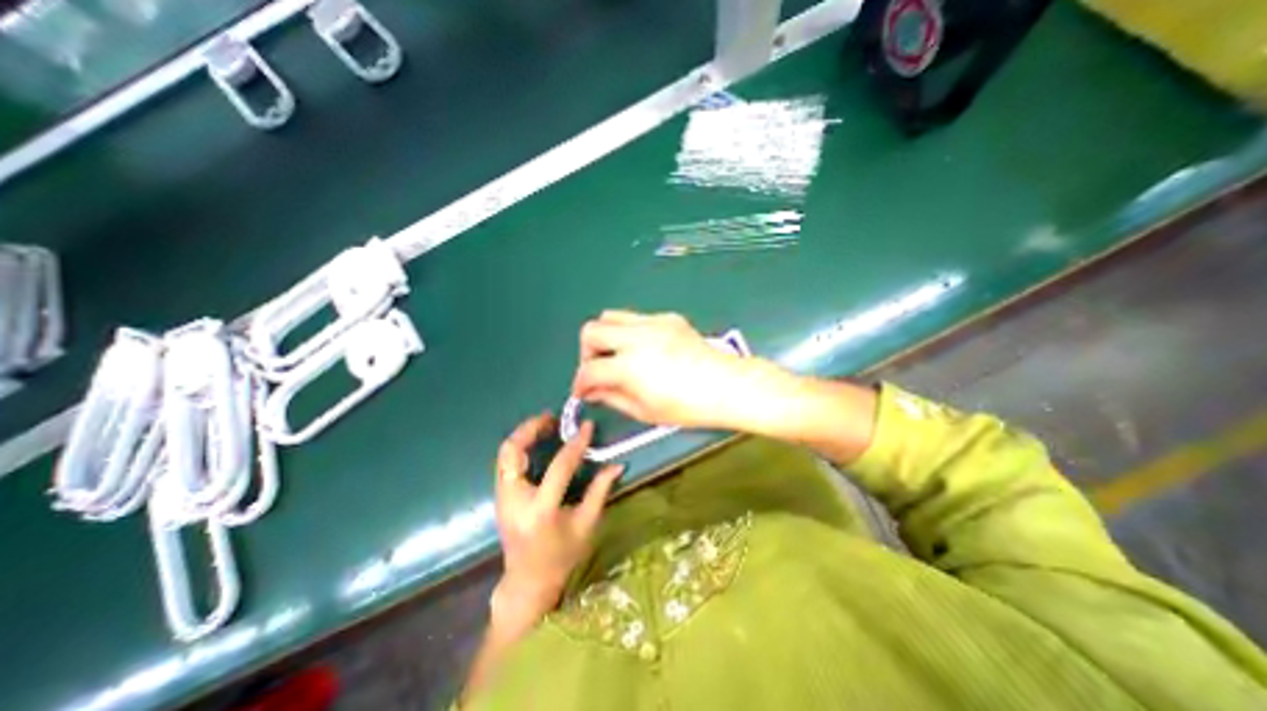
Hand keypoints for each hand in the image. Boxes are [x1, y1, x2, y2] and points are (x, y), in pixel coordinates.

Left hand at [489, 414, 619, 629]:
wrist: (527, 583)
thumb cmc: (561, 556)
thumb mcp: (586, 525)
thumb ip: (600, 491)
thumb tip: (617, 464)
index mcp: (540, 510)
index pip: (559, 467)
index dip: (575, 444)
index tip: (586, 426)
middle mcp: (514, 500)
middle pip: (512, 452)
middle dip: (530, 429)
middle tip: (552, 418)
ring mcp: (502, 498)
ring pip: (504, 455)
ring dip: (523, 435)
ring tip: (545, 425)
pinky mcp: (499, 497)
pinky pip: (505, 463)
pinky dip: (519, 447)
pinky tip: (536, 443)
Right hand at [573, 309, 748, 425]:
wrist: (725, 385)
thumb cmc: (687, 407)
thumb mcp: (644, 411)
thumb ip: (612, 397)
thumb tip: (592, 391)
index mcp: (630, 366)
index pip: (589, 369)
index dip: (580, 383)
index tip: (582, 392)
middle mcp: (636, 337)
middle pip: (591, 331)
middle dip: (586, 353)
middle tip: (597, 370)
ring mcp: (652, 323)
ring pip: (610, 316)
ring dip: (605, 337)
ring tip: (615, 355)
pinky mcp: (667, 317)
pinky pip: (636, 318)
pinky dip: (629, 333)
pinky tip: (643, 350)